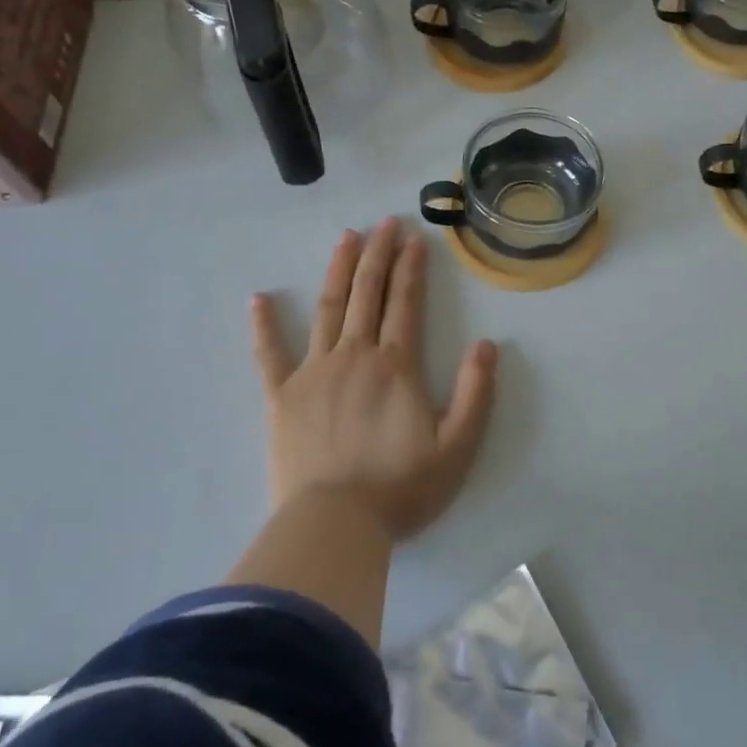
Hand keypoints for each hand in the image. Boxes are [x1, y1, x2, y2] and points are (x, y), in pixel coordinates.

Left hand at [249, 217, 497, 541]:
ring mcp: (314, 372)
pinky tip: (258, 298)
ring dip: (338, 270)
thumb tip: (488, 344)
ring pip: (328, 308)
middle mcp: (355, 355)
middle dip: (378, 254)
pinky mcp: (281, 396)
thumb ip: (476, 393)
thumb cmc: (400, 488)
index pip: (405, 302)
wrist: (335, 525)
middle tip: (384, 222)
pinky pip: (268, 354)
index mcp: (395, 365)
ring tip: (346, 237)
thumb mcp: (457, 446)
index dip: (411, 267)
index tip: (414, 237)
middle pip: (368, 293)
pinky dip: (263, 325)